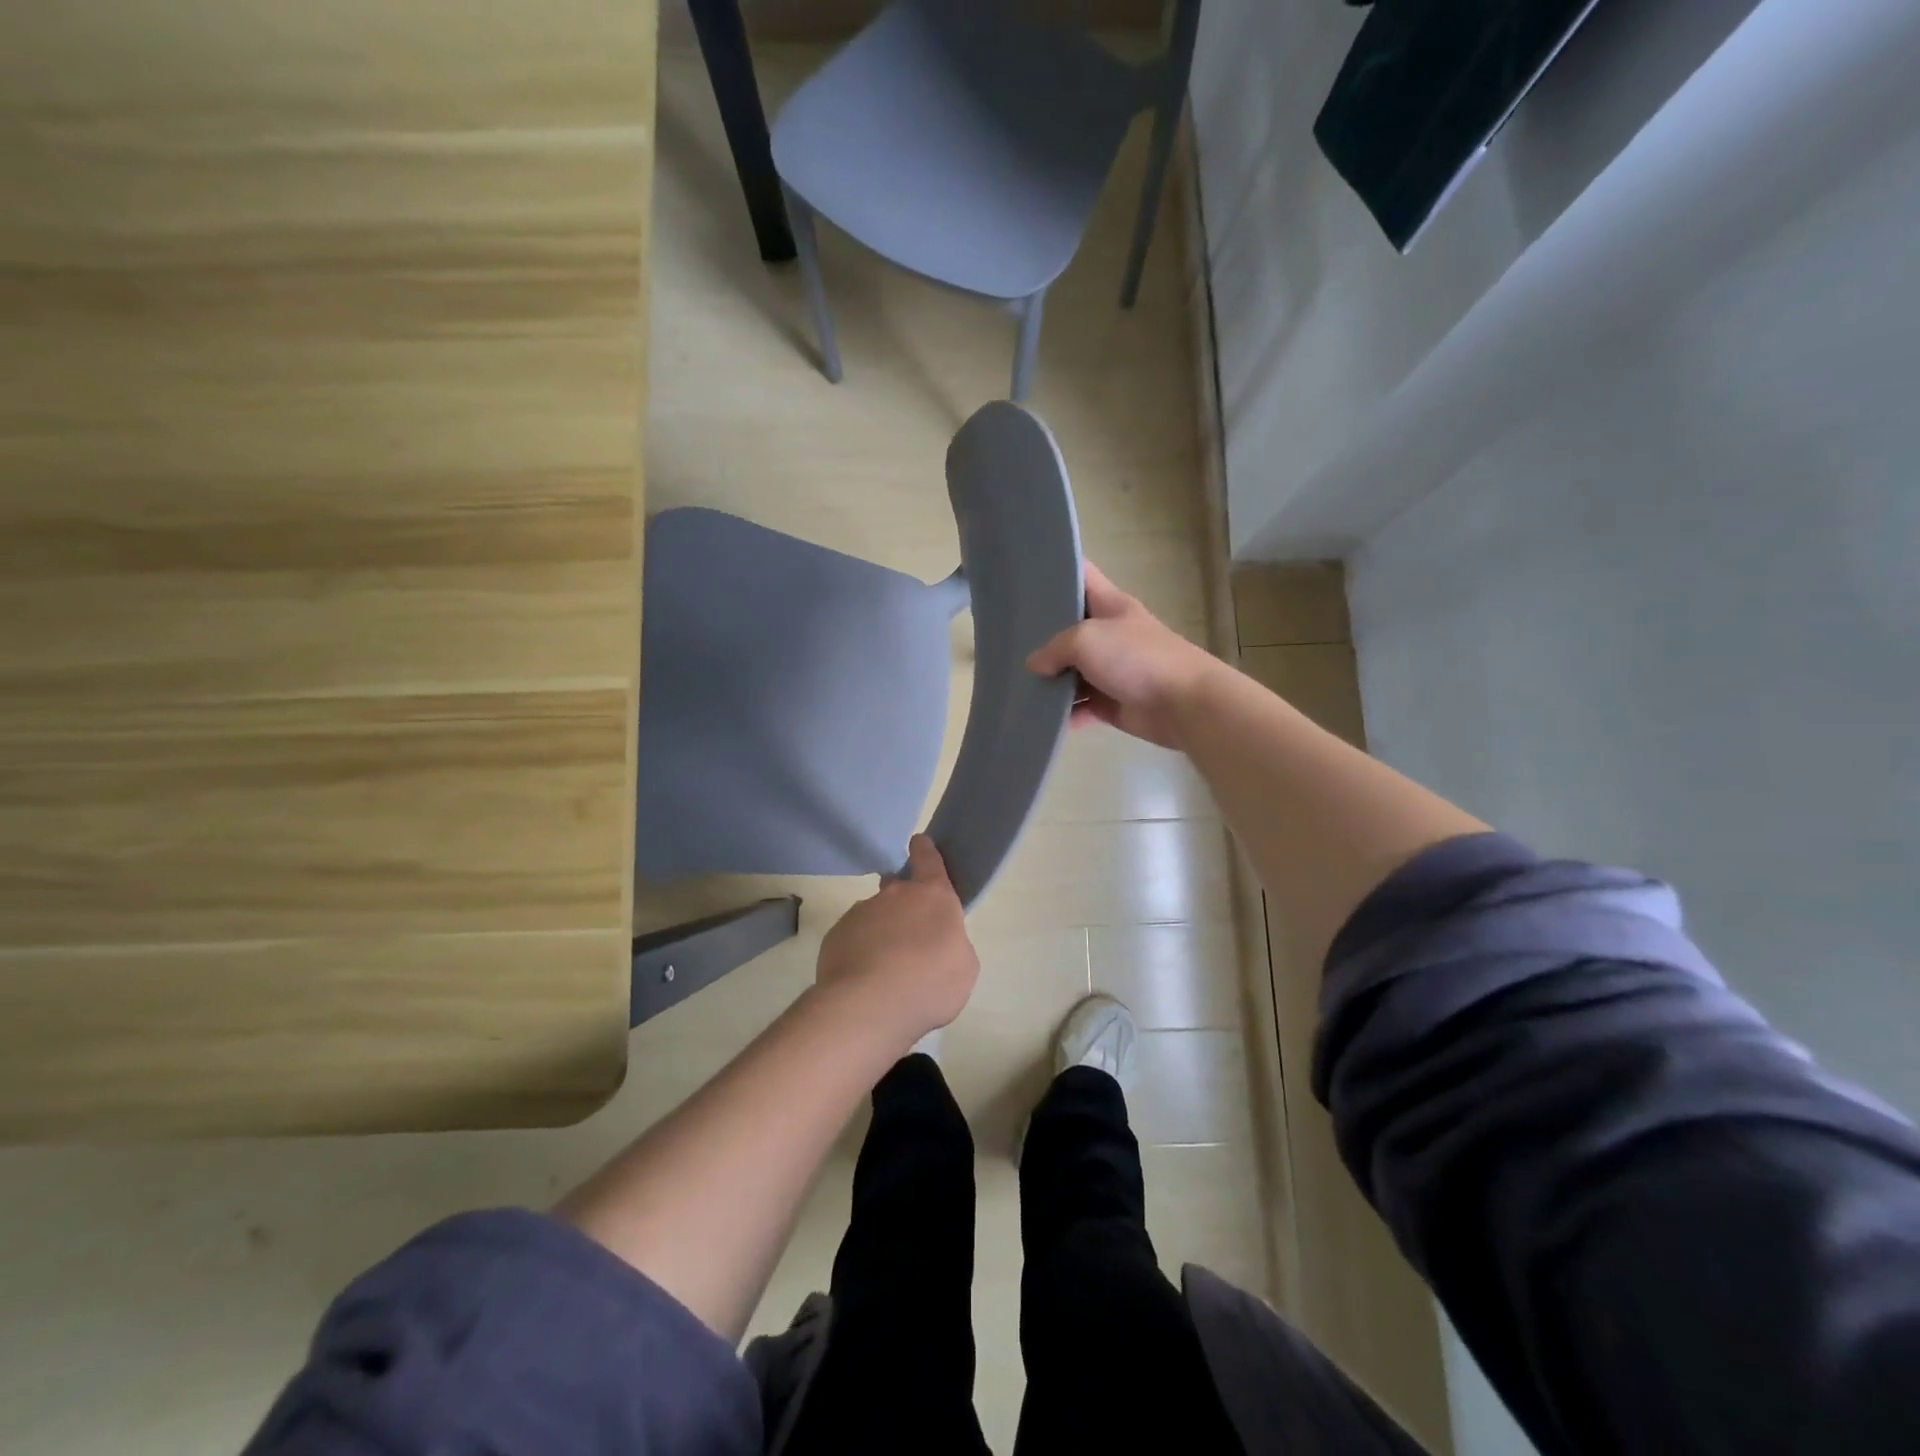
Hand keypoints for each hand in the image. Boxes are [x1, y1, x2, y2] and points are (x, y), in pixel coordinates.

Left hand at [815, 835, 980, 1045]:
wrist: (868, 1005)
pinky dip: (859, 951)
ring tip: (885, 969)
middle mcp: (895, 895)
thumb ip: (953, 945)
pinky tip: (864, 979)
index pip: (929, 860)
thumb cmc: (929, 984)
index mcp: (933, 897)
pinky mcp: (836, 934)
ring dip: (881, 931)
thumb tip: (937, 943)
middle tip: (909, 933)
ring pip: (875, 914)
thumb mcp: (963, 968)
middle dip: (903, 902)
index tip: (919, 842)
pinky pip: (853, 937)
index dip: (925, 851)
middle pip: (899, 887)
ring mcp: (862, 912)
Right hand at [1027, 562, 1222, 750]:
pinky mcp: (1112, 702)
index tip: (1024, 573)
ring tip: (1017, 683)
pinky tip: (1042, 717)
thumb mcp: (1086, 640)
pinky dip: (1065, 712)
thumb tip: (1035, 666)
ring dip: (1050, 680)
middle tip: (1004, 637)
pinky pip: (1081, 706)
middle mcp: (1110, 633)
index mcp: (1110, 605)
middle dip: (1041, 633)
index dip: (1056, 569)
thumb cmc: (1136, 658)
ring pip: (1072, 671)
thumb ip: (1053, 649)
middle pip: (1070, 627)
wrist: (1183, 704)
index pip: (1081, 575)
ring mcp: (1111, 669)